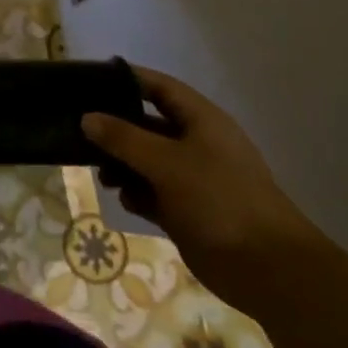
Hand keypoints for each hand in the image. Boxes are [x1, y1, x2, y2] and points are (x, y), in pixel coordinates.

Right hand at [82, 65, 326, 313]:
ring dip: (122, 165)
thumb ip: (124, 138)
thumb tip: (87, 118)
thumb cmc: (219, 200)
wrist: (267, 268)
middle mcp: (196, 143)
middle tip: (80, 131)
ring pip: (146, 160)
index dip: (127, 79)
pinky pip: (152, 192)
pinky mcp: (187, 210)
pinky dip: (136, 194)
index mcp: (201, 121)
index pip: (159, 87)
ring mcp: (192, 178)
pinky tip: (125, 200)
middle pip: (148, 124)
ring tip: (103, 175)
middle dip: (116, 128)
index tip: (90, 80)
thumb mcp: (166, 162)